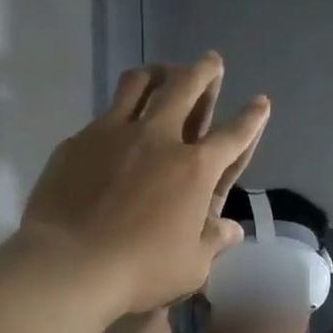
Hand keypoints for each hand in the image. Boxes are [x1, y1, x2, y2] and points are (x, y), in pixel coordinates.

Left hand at [18, 53, 269, 314]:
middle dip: (203, 71)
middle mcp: (158, 139)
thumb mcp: (192, 267)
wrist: (71, 263)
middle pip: (186, 88)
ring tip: (163, 71)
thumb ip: (213, 242)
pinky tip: (116, 124)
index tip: (261, 101)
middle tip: (211, 62)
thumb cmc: (143, 270)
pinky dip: (119, 111)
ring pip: (140, 84)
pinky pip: (104, 114)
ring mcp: (114, 133)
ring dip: (158, 73)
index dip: (251, 119)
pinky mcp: (79, 141)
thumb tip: (231, 229)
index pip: (233, 136)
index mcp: (195, 170)